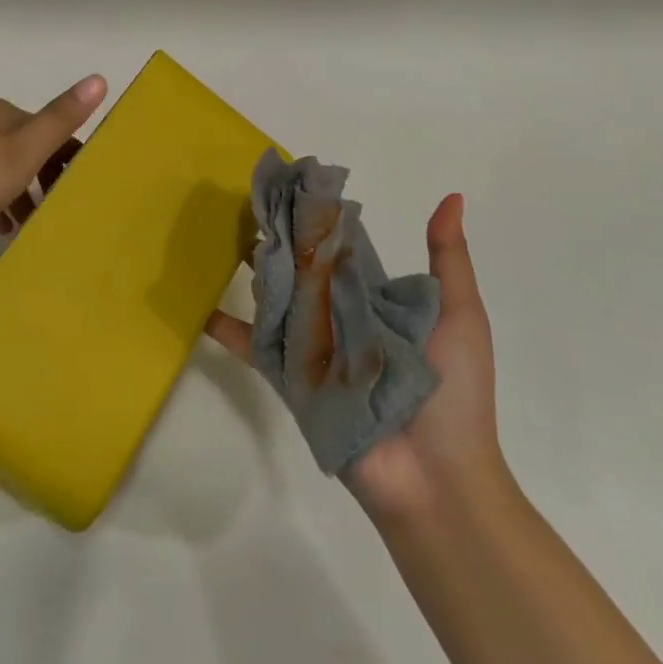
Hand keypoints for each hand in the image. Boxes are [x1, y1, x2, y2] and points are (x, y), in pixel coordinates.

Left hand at [0, 75, 107, 262]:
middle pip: (24, 146)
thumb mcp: (20, 153)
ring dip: (18, 191)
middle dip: (44, 176)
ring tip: (28, 224)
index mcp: (0, 113)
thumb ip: (60, 119)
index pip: (50, 129)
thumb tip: (100, 77)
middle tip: (57, 211)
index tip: (80, 192)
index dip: (69, 158)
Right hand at [207, 193, 513, 522]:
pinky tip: (201, 309)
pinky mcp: (293, 379)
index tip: (294, 186)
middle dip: (280, 242)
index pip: (342, 253)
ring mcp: (315, 349)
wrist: (438, 477)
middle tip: (248, 205)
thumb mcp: (461, 315)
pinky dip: (230, 330)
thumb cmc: (455, 391)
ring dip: (255, 273)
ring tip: (220, 238)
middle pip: (304, 272)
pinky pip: (258, 348)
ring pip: (278, 301)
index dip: (320, 222)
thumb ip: (449, 259)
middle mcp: (342, 319)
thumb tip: (452, 197)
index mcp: (379, 302)